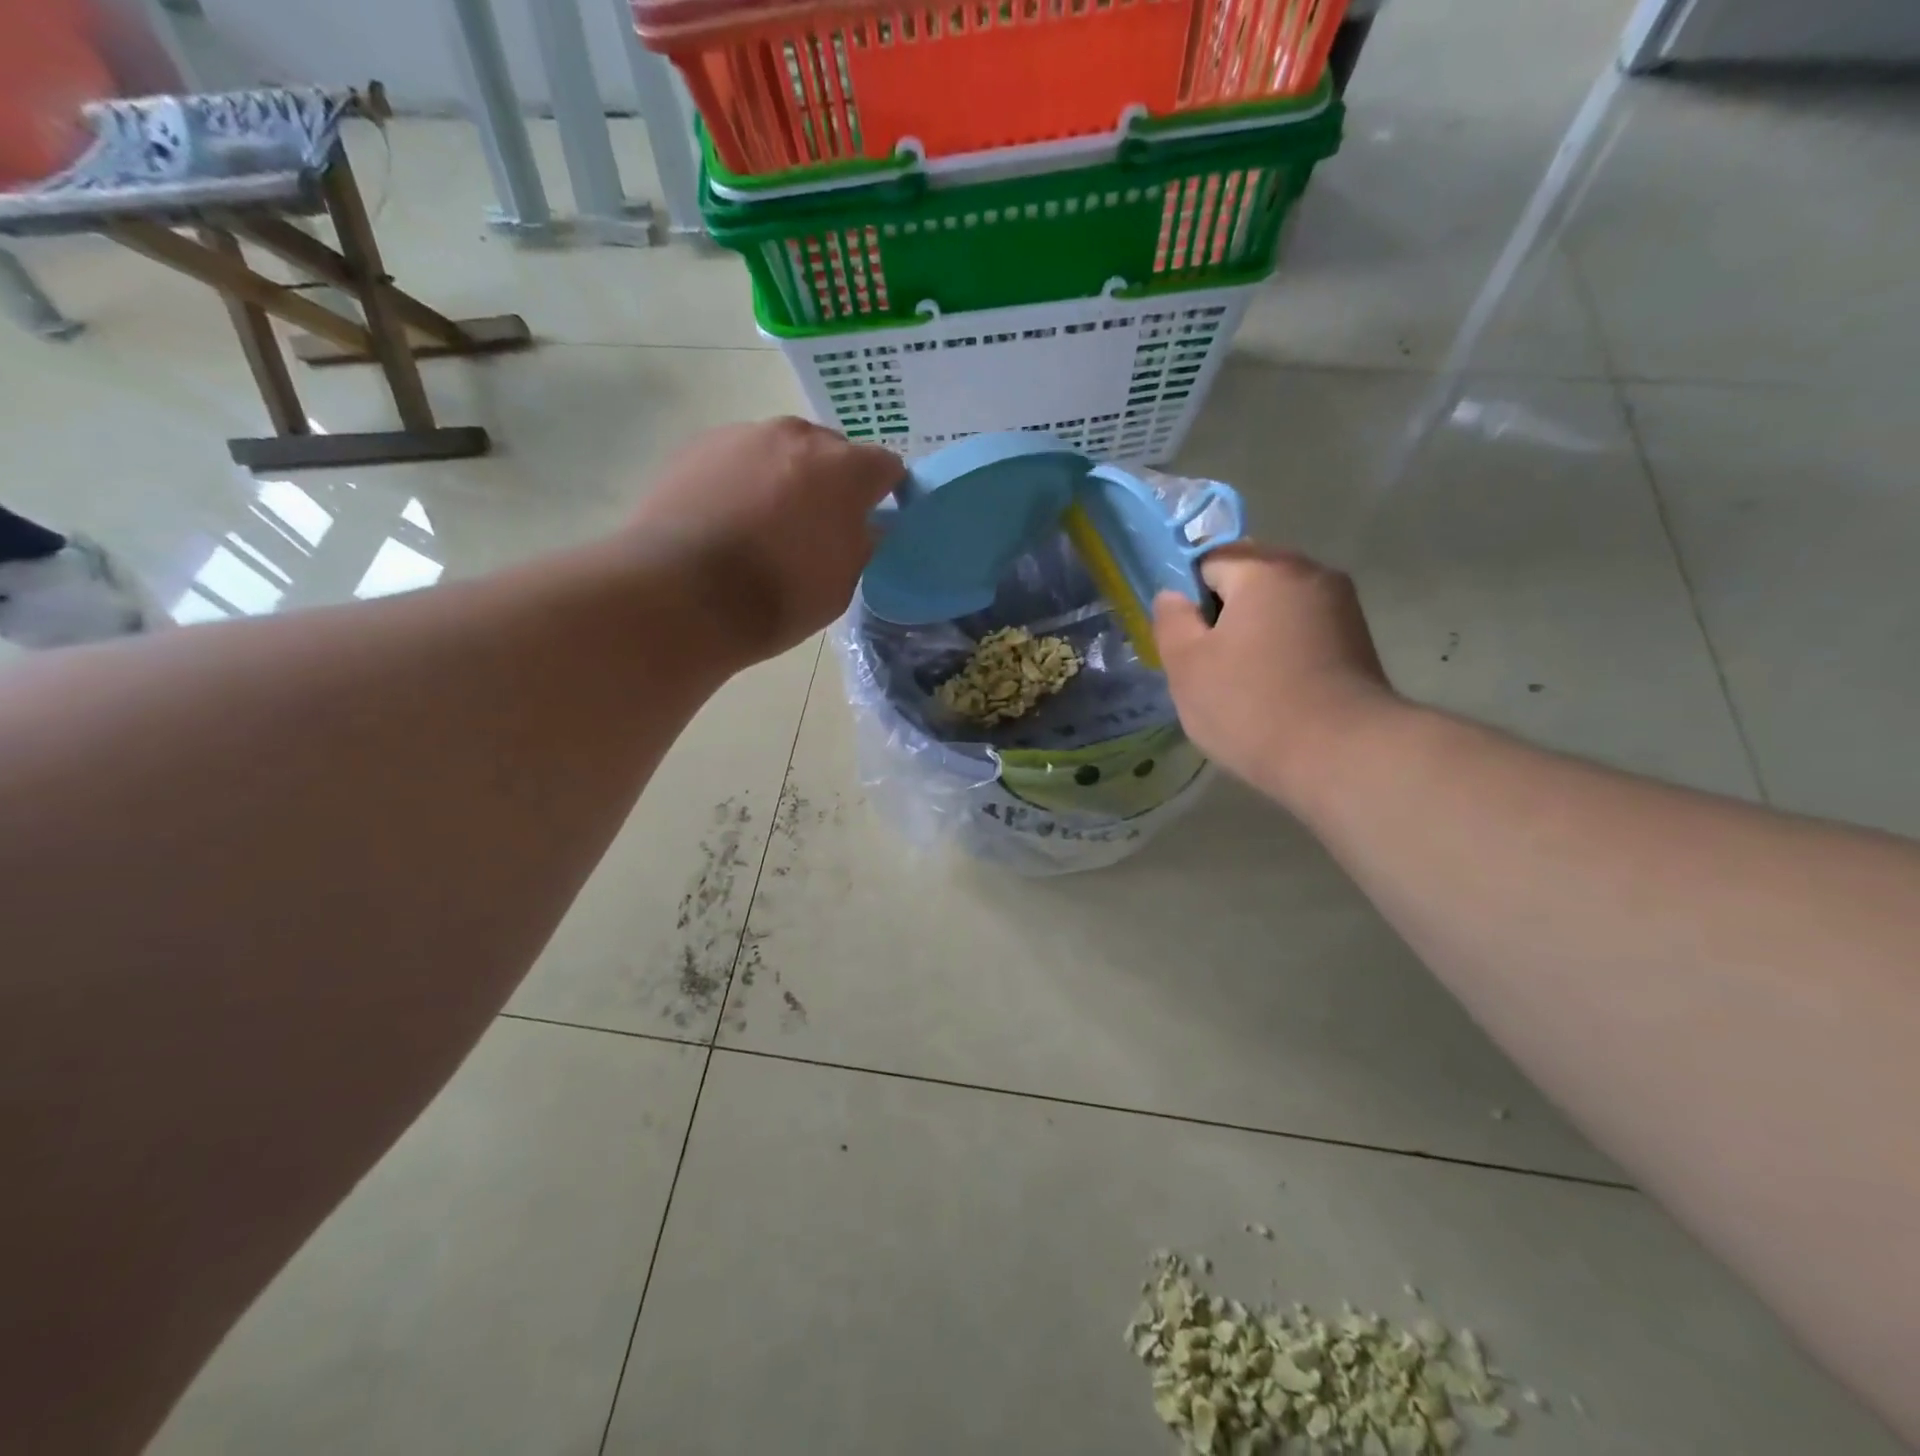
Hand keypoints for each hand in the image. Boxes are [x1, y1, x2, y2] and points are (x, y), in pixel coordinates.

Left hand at [624, 418, 902, 664]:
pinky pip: (737, 459)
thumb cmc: (777, 597)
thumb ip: (861, 544)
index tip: (872, 521)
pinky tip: (726, 520)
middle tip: (816, 526)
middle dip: (831, 482)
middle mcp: (796, 436)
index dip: (884, 494)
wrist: (682, 595)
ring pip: (780, 451)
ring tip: (763, 524)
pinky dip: (741, 481)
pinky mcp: (697, 446)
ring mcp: (742, 435)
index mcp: (844, 469)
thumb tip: (862, 526)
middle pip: (830, 451)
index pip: (885, 466)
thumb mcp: (842, 584)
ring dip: (784, 477)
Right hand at [1153, 544, 1398, 807]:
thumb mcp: (1186, 666)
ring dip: (1253, 630)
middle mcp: (1309, 572)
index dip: (1187, 598)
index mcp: (1264, 569)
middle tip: (1208, 662)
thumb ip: (1170, 620)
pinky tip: (1274, 686)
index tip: (1184, 641)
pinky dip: (1281, 647)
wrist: (1342, 756)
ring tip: (1241, 679)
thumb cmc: (1251, 706)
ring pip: (1276, 604)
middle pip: (1247, 577)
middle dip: (1222, 612)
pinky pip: (1302, 627)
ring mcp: (1341, 605)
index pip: (1207, 560)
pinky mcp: (1357, 639)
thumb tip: (1173, 596)